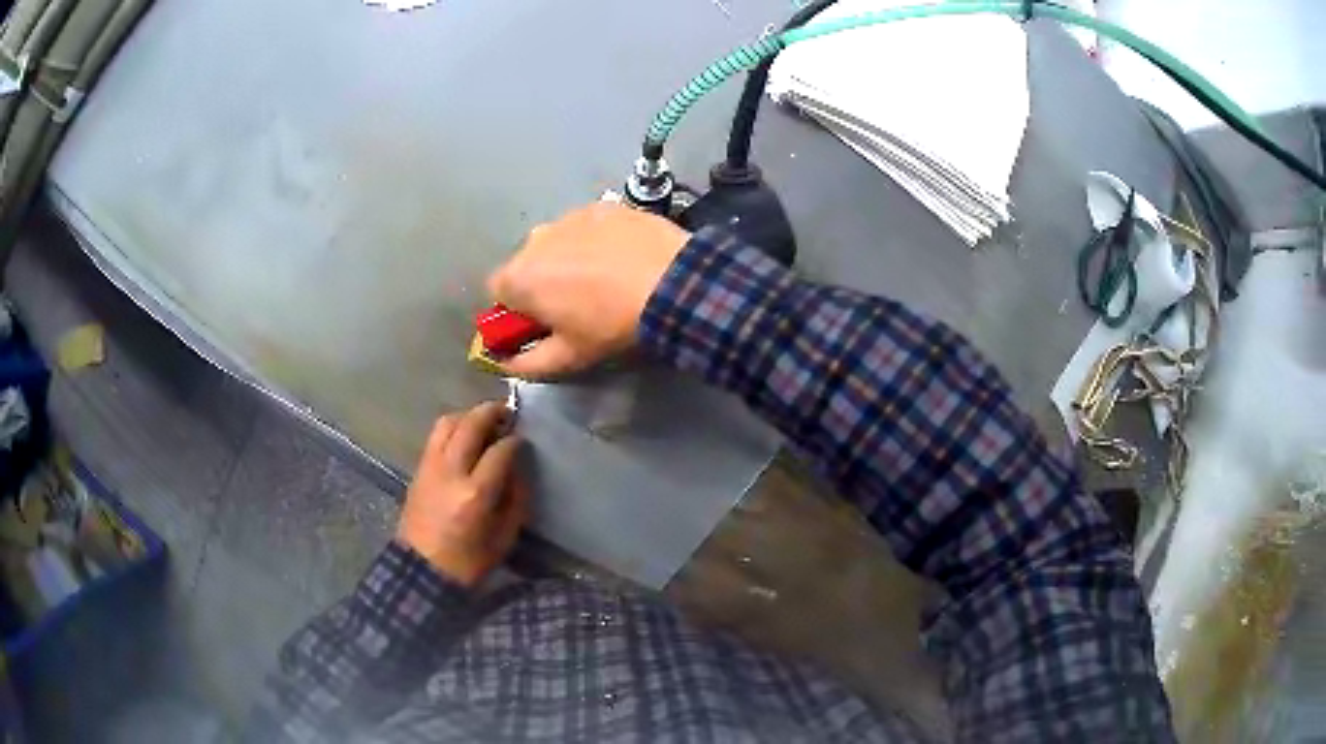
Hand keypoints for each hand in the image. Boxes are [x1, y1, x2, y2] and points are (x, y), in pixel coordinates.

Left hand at [396, 402, 527, 585]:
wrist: (422, 570)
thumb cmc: (469, 561)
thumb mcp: (505, 537)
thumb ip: (515, 499)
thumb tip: (518, 468)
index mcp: (475, 494)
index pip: (500, 451)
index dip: (515, 441)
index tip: (523, 441)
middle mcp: (451, 472)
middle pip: (471, 425)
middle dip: (492, 413)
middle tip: (508, 412)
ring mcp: (431, 467)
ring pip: (448, 423)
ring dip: (469, 415)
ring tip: (484, 421)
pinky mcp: (419, 469)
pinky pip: (436, 436)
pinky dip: (453, 427)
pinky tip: (464, 436)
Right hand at [487, 202, 690, 377]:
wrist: (671, 282)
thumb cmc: (611, 324)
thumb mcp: (568, 356)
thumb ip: (526, 364)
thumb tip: (504, 363)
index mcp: (518, 277)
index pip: (498, 292)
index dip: (517, 309)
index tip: (543, 322)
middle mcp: (535, 238)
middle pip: (528, 263)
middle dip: (543, 282)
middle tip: (579, 304)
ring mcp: (569, 217)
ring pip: (557, 242)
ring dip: (569, 258)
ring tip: (607, 278)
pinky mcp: (602, 206)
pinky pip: (587, 226)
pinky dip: (597, 240)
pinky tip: (624, 258)